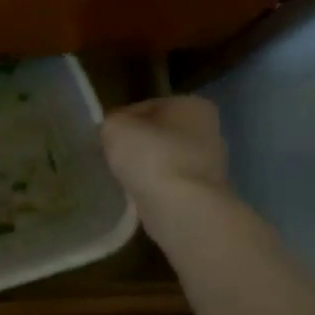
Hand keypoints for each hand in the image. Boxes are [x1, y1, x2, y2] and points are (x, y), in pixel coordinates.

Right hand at [100, 96, 233, 206]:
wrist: (182, 208)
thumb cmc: (151, 156)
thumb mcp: (115, 126)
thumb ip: (111, 122)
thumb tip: (114, 132)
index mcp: (192, 105)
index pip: (144, 107)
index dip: (120, 121)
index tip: (104, 138)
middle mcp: (208, 130)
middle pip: (158, 133)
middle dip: (136, 145)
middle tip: (111, 158)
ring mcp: (210, 164)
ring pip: (164, 159)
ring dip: (145, 168)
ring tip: (122, 178)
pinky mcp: (204, 192)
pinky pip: (169, 183)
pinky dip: (154, 187)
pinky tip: (138, 195)